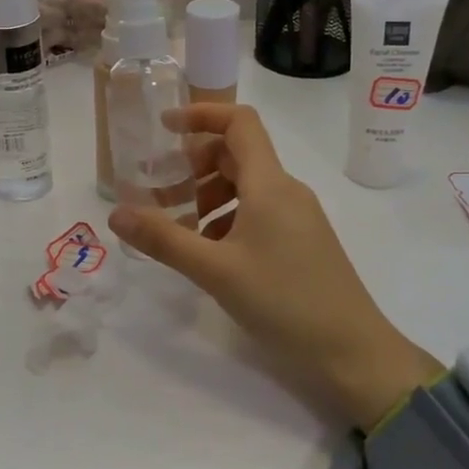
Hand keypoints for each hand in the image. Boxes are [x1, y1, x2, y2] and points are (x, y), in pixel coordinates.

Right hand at [108, 104, 439, 429]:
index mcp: (269, 184)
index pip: (239, 122)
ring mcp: (299, 216)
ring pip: (247, 186)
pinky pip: (259, 211)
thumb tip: (114, 214)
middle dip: (194, 166)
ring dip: (208, 196)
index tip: (163, 128)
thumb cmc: (284, 302)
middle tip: (161, 194)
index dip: (201, 114)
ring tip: (181, 229)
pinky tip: (211, 252)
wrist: (354, 353)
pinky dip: (228, 218)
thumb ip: (163, 238)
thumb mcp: (215, 270)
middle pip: (237, 154)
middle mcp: (287, 190)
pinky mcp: (303, 241)